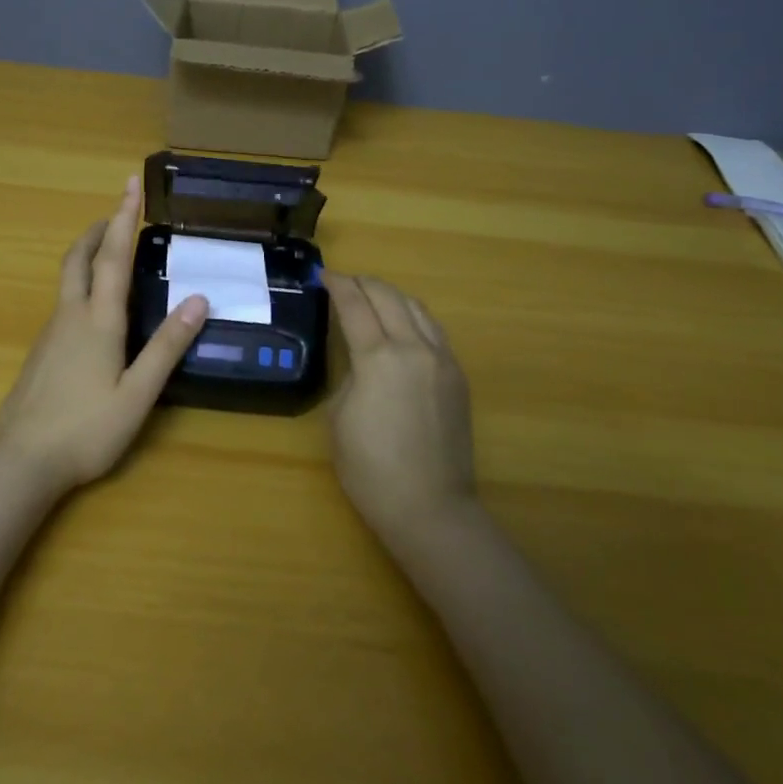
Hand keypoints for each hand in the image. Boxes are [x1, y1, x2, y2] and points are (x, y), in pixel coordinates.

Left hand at [0, 177, 209, 493]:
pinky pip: (64, 301)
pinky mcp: (41, 351)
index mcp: (98, 320)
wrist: (20, 462)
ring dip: (89, 253)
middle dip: (99, 228)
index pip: (114, 255)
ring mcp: (51, 333)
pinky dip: (82, 283)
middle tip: (118, 212)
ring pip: (68, 278)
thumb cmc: (86, 429)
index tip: (130, 184)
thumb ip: (167, 346)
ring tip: (111, 250)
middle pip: (80, 257)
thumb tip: (198, 299)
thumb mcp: (138, 394)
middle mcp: (70, 315)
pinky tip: (94, 307)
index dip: (124, 217)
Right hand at [324, 272, 476, 544]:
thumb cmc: (371, 469)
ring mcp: (442, 360)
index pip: (355, 305)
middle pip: (388, 297)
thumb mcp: (339, 417)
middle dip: (364, 283)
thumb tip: (361, 360)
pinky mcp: (457, 376)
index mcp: (379, 358)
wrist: (430, 507)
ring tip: (373, 296)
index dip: (338, 285)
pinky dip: (413, 316)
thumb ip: (350, 375)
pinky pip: (434, 330)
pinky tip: (402, 324)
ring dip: (391, 295)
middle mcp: (414, 348)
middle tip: (345, 282)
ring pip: (417, 308)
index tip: (324, 276)